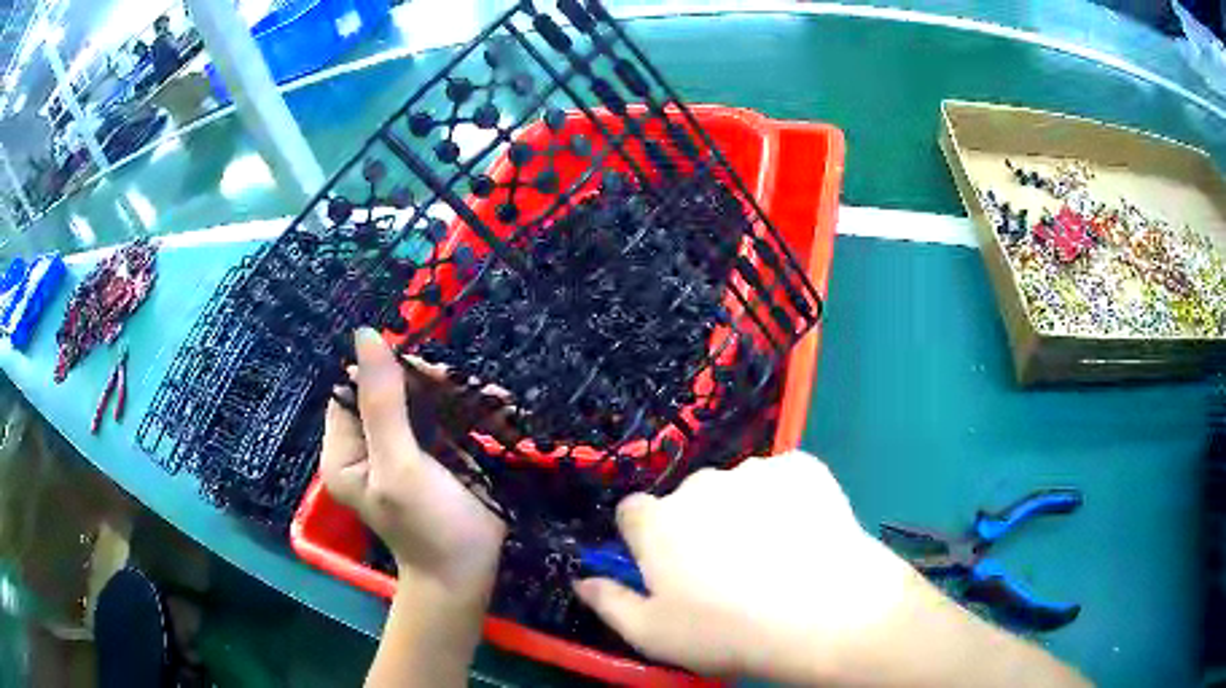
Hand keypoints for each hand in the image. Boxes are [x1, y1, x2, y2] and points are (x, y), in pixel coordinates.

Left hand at [320, 327, 506, 595]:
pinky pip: (450, 417)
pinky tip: (504, 413)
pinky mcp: (436, 452)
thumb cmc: (426, 526)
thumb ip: (383, 403)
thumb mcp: (399, 466)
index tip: (427, 374)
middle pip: (393, 388)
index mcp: (345, 448)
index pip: (355, 388)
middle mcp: (369, 443)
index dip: (387, 371)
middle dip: (431, 383)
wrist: (467, 573)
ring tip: (498, 399)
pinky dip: (476, 412)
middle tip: (467, 385)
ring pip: (425, 398)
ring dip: (460, 394)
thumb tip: (367, 334)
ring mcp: (404, 447)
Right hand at [574, 451, 927, 682]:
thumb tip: (582, 580)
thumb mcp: (652, 635)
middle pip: (688, 502)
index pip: (632, 513)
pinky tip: (805, 534)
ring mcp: (755, 471)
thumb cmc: (728, 631)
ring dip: (745, 512)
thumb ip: (609, 602)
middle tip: (729, 571)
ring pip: (738, 490)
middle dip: (698, 527)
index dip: (645, 539)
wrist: (824, 611)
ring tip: (775, 555)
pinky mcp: (803, 466)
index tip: (665, 566)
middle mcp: (701, 485)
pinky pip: (783, 479)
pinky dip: (787, 499)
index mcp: (658, 522)